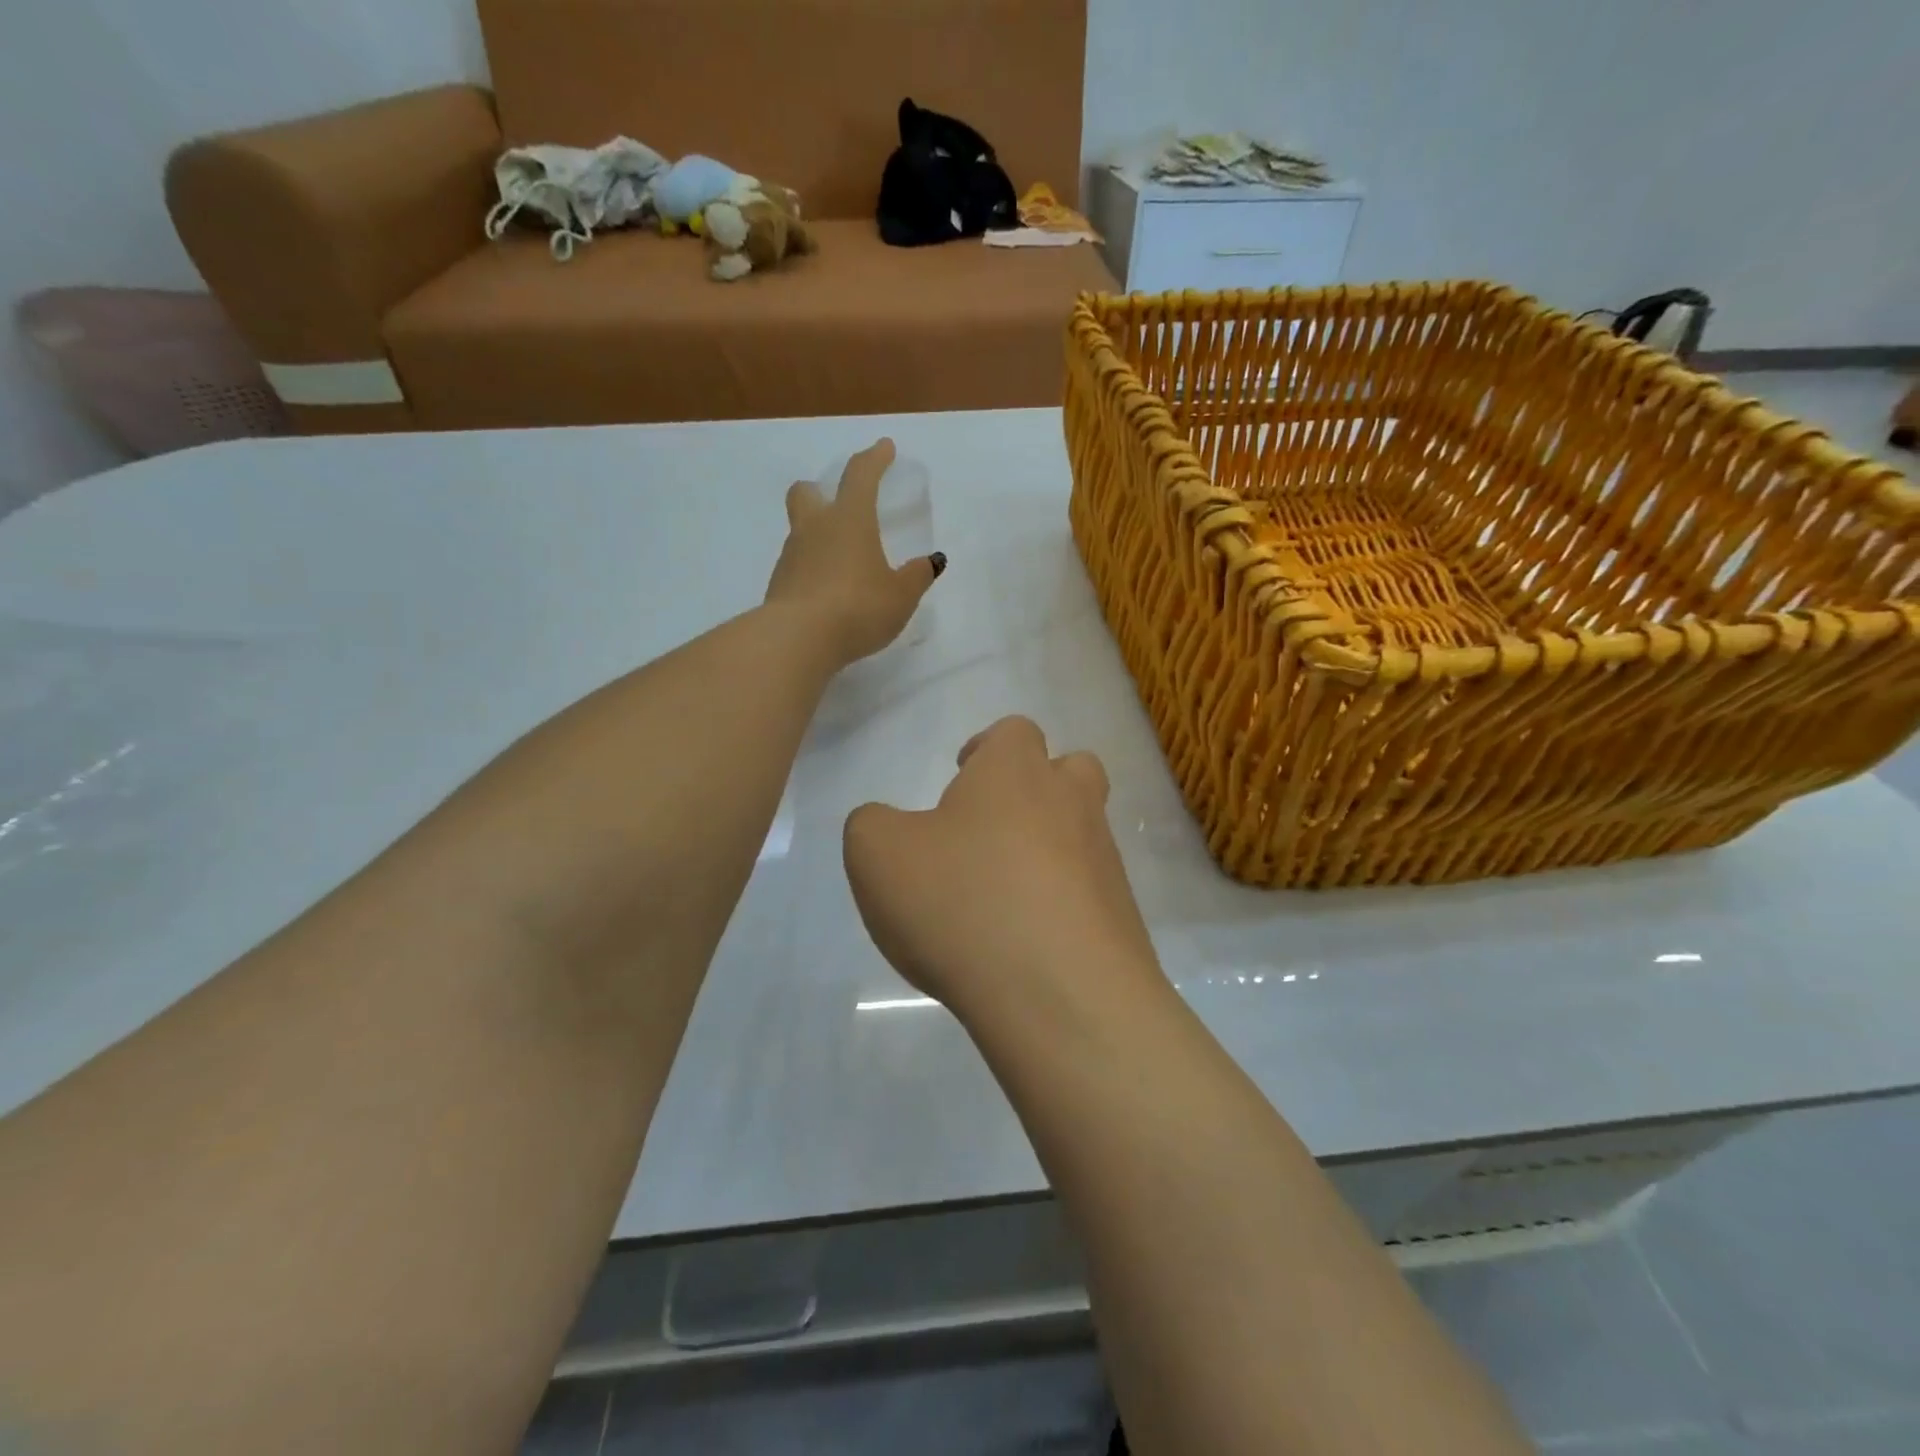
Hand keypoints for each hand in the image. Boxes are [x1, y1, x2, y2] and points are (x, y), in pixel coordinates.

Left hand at [765, 439, 944, 666]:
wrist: (798, 639)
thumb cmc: (858, 607)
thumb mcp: (900, 596)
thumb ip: (916, 576)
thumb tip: (931, 561)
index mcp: (850, 519)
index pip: (861, 475)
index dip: (874, 458)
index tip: (884, 448)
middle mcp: (815, 528)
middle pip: (806, 493)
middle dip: (820, 491)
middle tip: (836, 503)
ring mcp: (791, 556)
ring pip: (800, 531)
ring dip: (817, 536)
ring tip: (841, 562)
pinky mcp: (779, 585)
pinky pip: (797, 566)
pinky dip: (811, 570)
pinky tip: (827, 592)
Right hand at [843, 716, 1162, 1024]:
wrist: (1061, 995)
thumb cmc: (962, 903)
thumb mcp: (878, 855)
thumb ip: (873, 825)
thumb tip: (889, 826)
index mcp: (1016, 772)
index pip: (1013, 732)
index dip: (986, 750)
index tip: (961, 779)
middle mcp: (1071, 803)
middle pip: (1071, 771)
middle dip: (1037, 788)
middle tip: (992, 828)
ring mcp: (1105, 861)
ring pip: (1083, 834)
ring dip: (1049, 851)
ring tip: (1002, 898)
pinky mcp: (1123, 917)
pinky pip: (1090, 894)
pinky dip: (1062, 905)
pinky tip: (1026, 944)